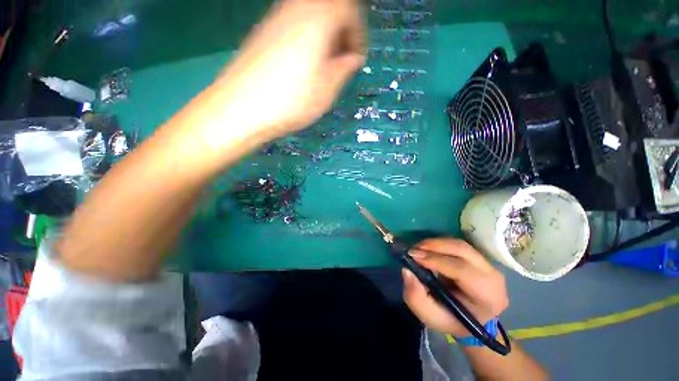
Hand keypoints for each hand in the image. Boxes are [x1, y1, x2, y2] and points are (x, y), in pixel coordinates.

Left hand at [217, 0, 365, 138]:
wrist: (243, 108)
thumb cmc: (292, 100)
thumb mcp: (327, 88)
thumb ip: (344, 67)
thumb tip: (351, 58)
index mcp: (317, 17)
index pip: (348, 8)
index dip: (358, 32)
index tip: (357, 57)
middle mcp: (295, 8)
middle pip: (328, 7)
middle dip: (341, 32)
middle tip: (343, 60)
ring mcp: (276, 18)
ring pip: (311, 15)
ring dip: (324, 37)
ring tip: (325, 66)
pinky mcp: (264, 33)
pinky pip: (294, 25)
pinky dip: (307, 39)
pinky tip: (304, 65)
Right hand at [402, 238, 508, 336]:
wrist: (472, 319)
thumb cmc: (452, 321)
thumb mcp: (431, 316)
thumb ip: (416, 297)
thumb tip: (406, 270)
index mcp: (487, 296)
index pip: (462, 270)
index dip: (436, 260)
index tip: (413, 256)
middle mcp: (493, 276)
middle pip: (462, 250)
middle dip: (434, 246)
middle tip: (413, 249)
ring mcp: (488, 264)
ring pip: (459, 244)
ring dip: (435, 243)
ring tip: (418, 248)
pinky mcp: (479, 258)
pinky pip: (457, 245)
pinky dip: (440, 244)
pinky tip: (427, 249)